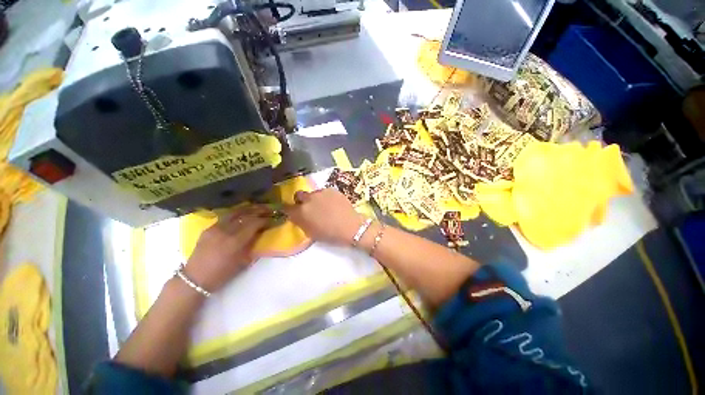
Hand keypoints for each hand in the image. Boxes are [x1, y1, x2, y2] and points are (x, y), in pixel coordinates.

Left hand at [184, 205, 271, 292]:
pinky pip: (226, 217)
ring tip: (257, 208)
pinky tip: (242, 214)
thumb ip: (252, 244)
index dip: (265, 220)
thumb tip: (260, 233)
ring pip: (235, 212)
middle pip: (246, 215)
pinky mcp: (209, 228)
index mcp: (235, 241)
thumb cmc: (222, 274)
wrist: (195, 279)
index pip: (254, 224)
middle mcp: (225, 231)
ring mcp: (215, 228)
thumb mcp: (243, 261)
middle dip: (259, 211)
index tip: (273, 219)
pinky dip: (236, 214)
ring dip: (248, 209)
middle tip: (269, 209)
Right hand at [284, 188, 364, 244]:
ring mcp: (320, 192)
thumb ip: (301, 222)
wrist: (351, 226)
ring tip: (324, 206)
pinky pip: (324, 192)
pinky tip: (333, 204)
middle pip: (298, 195)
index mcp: (301, 212)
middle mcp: (308, 199)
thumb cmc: (330, 234)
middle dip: (301, 201)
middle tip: (309, 208)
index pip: (287, 207)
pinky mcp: (331, 189)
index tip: (293, 212)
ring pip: (313, 193)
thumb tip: (297, 216)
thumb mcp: (311, 232)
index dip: (289, 209)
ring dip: (315, 199)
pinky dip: (326, 197)